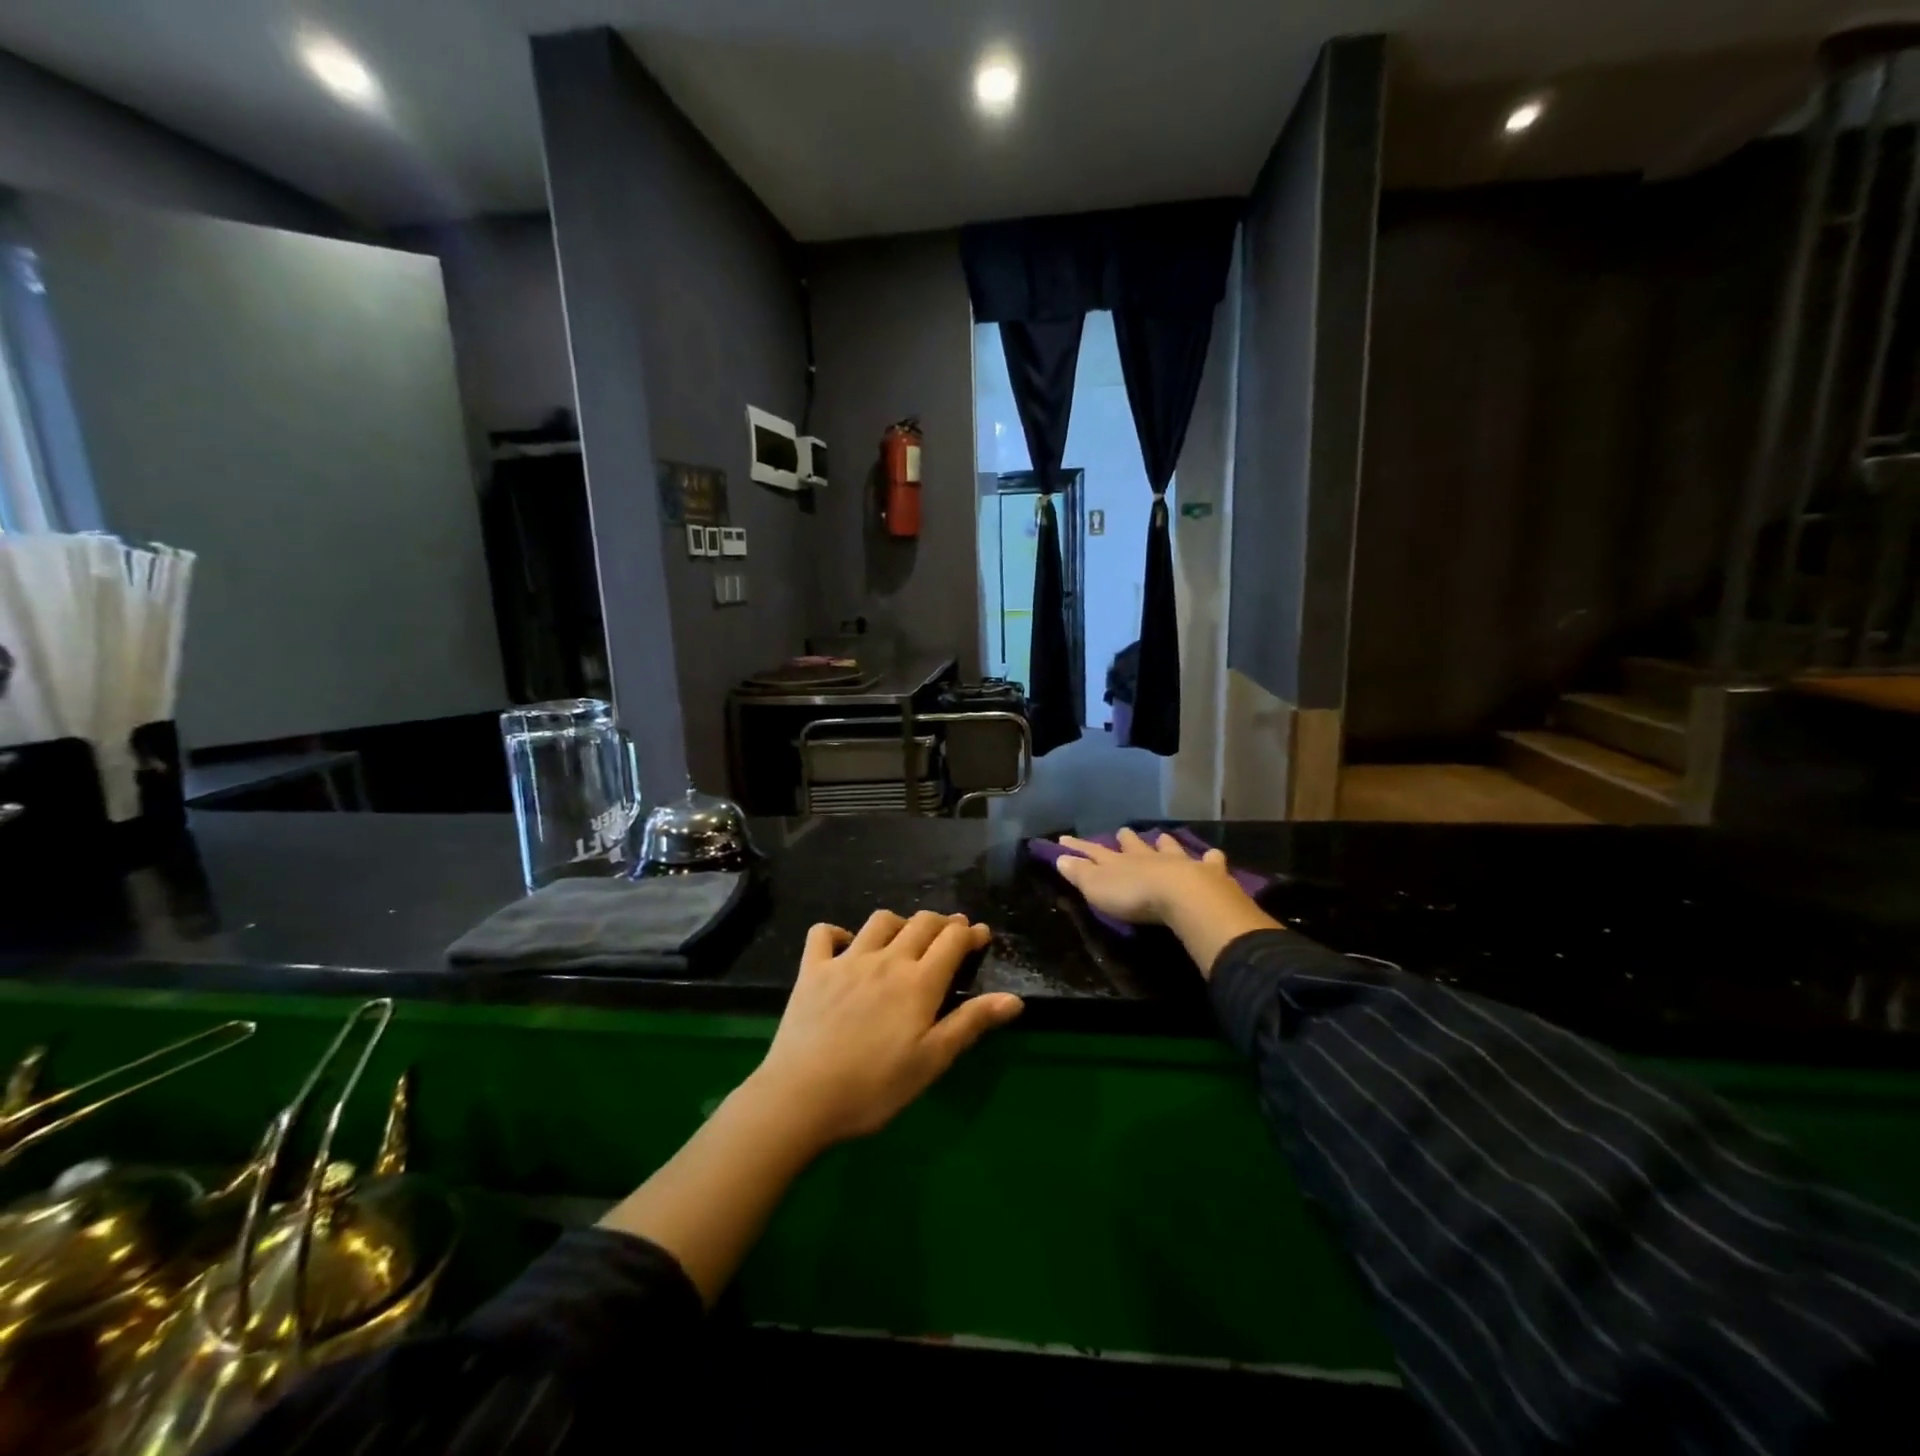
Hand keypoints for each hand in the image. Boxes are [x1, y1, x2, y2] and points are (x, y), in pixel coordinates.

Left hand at [747, 910, 1023, 1147]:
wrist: (801, 1097)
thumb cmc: (875, 1086)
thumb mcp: (932, 1061)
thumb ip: (971, 1023)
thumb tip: (1014, 999)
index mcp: (919, 982)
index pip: (952, 940)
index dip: (971, 933)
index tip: (982, 935)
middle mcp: (886, 960)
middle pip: (921, 923)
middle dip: (942, 922)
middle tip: (952, 933)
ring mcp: (846, 960)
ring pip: (880, 921)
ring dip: (900, 922)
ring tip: (905, 937)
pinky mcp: (812, 970)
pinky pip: (823, 934)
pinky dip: (837, 932)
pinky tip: (845, 944)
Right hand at [1054, 829, 1280, 977]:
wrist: (1184, 897)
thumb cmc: (1135, 896)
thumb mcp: (1098, 888)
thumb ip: (1080, 873)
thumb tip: (1060, 858)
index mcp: (1120, 862)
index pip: (1093, 851)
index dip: (1078, 846)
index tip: (1064, 839)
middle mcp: (1148, 857)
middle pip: (1134, 845)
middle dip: (1126, 839)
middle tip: (1123, 831)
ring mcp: (1179, 862)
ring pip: (1169, 848)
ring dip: (1164, 844)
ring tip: (1161, 837)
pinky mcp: (1207, 873)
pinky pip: (1209, 861)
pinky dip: (1210, 858)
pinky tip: (1213, 855)